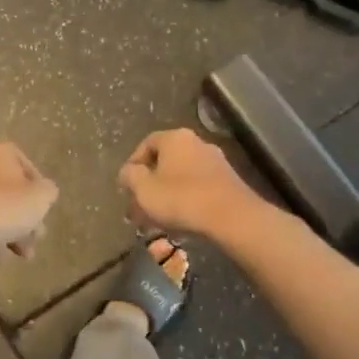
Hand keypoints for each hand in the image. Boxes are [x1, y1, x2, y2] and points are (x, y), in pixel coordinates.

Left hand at [0, 143, 58, 265]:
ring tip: (24, 255)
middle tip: (38, 236)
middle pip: (11, 192)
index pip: (23, 162)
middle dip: (27, 218)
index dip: (38, 184)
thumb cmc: (8, 206)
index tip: (43, 203)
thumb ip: (48, 191)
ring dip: (14, 234)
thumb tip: (44, 192)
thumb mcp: (42, 196)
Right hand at [118, 129, 259, 238]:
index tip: (126, 186)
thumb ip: (130, 176)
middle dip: (150, 185)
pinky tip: (180, 221)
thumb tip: (127, 172)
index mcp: (175, 138)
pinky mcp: (228, 181)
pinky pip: (199, 187)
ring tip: (157, 220)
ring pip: (182, 177)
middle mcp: (197, 143)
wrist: (232, 217)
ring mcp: (216, 161)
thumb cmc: (181, 198)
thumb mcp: (143, 189)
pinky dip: (186, 200)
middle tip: (139, 207)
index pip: (146, 144)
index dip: (133, 165)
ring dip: (167, 195)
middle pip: (165, 162)